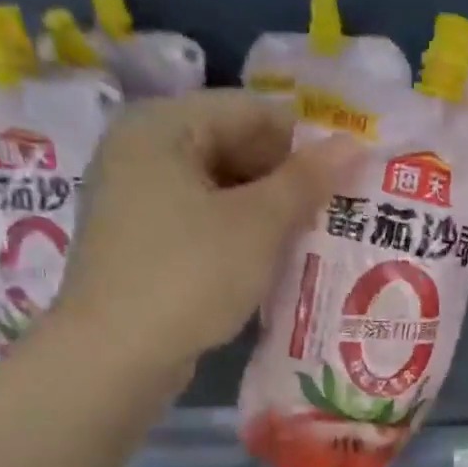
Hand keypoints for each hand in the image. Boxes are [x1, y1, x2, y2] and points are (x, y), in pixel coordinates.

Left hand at [53, 91, 361, 363]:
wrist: (115, 356)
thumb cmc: (189, 275)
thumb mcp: (257, 225)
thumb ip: (305, 180)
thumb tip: (352, 143)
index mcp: (161, 125)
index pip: (250, 110)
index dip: (304, 140)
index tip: (346, 176)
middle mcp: (139, 150)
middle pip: (230, 145)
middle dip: (284, 178)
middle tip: (333, 211)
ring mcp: (132, 198)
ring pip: (217, 188)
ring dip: (264, 211)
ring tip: (309, 238)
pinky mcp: (136, 242)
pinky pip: (198, 221)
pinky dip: (235, 234)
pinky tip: (267, 261)